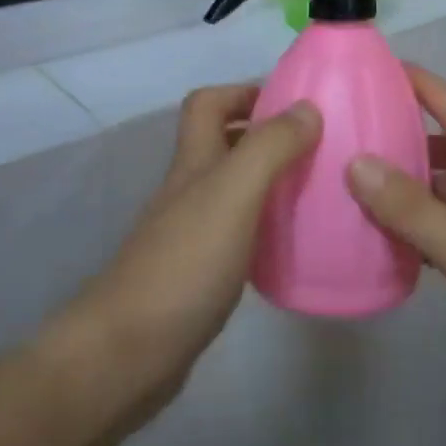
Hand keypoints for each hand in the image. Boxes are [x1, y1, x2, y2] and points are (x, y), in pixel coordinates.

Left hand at [49, 87, 320, 438]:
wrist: (128, 354)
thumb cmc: (184, 263)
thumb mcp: (234, 193)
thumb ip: (270, 147)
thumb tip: (309, 108)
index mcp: (193, 162)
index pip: (207, 103)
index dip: (243, 92)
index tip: (293, 104)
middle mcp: (190, 190)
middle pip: (223, 143)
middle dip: (266, 136)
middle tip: (317, 148)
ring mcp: (191, 233)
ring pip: (234, 189)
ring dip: (271, 182)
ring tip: (316, 190)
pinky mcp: (199, 274)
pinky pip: (240, 233)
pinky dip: (266, 227)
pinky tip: (292, 243)